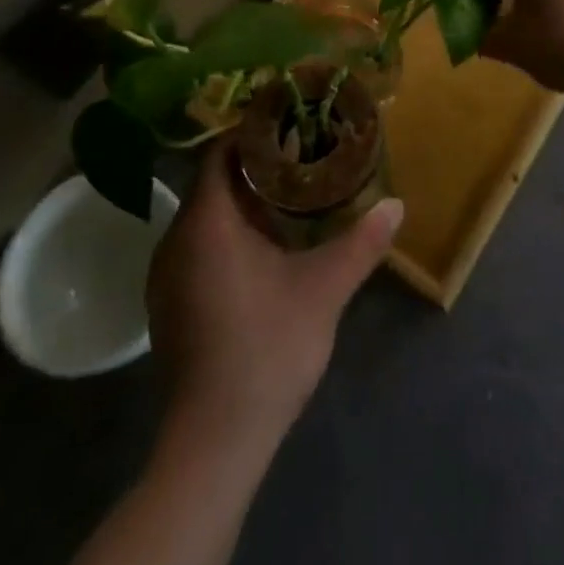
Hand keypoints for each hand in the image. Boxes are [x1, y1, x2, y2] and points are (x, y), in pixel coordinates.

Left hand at [146, 145, 402, 452]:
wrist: (214, 442)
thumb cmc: (267, 348)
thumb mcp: (324, 288)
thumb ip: (362, 242)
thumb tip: (397, 205)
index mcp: (207, 223)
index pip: (220, 153)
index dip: (252, 133)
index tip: (289, 123)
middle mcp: (176, 241)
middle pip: (212, 182)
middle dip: (254, 165)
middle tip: (299, 155)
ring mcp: (166, 277)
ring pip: (205, 217)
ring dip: (241, 201)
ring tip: (288, 195)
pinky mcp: (169, 305)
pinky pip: (197, 246)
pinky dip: (227, 233)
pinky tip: (263, 247)